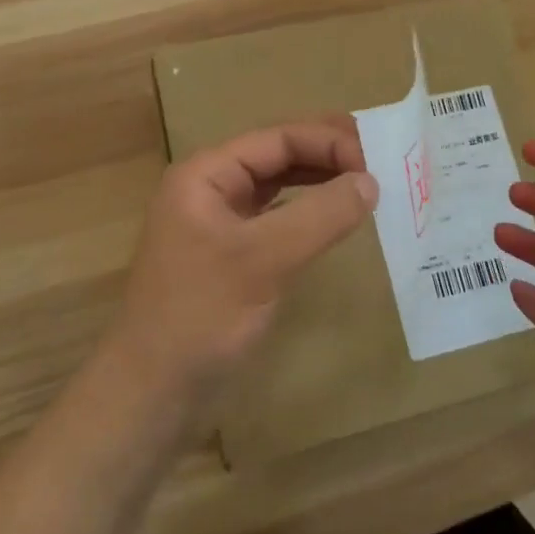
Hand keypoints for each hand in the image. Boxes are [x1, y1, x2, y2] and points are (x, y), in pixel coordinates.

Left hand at [107, 117, 377, 414]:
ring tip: (368, 181)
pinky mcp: (232, 256)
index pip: (277, 139)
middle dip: (328, 154)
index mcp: (206, 174)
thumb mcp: (262, 260)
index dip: (329, 141)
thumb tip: (371, 181)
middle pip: (278, 155)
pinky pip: (278, 219)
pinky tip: (337, 218)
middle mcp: (212, 188)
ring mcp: (221, 223)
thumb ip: (319, 217)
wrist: (152, 394)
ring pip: (280, 186)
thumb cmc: (200, 316)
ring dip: (321, 181)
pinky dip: (310, 214)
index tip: (377, 159)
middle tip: (382, 159)